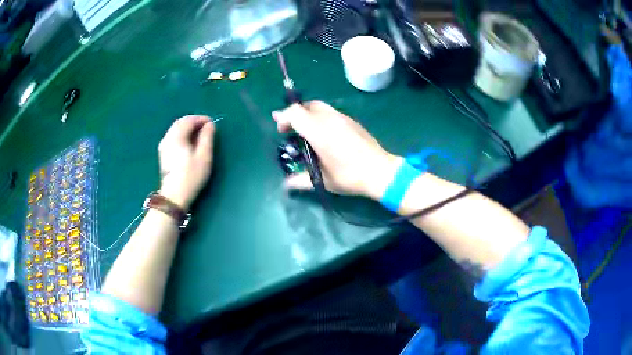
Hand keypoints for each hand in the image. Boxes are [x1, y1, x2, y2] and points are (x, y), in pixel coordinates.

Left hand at [158, 116, 215, 209]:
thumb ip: (207, 138)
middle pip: (180, 123)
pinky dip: (182, 135)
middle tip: (206, 128)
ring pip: (176, 130)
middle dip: (194, 122)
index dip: (201, 119)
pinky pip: (173, 137)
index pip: (189, 120)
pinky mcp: (163, 154)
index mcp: (177, 136)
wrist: (174, 196)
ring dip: (188, 128)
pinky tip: (189, 143)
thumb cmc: (191, 176)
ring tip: (199, 135)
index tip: (212, 124)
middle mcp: (168, 138)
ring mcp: (164, 146)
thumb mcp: (204, 157)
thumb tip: (210, 125)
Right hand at [273, 101, 401, 199]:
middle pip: (307, 105)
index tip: (281, 131)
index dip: (283, 118)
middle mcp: (329, 119)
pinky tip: (324, 134)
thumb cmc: (350, 176)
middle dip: (295, 114)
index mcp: (319, 131)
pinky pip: (331, 112)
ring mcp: (343, 118)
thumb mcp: (323, 180)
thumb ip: (300, 180)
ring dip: (308, 114)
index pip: (295, 112)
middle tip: (291, 130)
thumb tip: (285, 185)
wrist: (380, 171)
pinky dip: (320, 117)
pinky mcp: (352, 121)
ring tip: (306, 131)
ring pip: (320, 106)